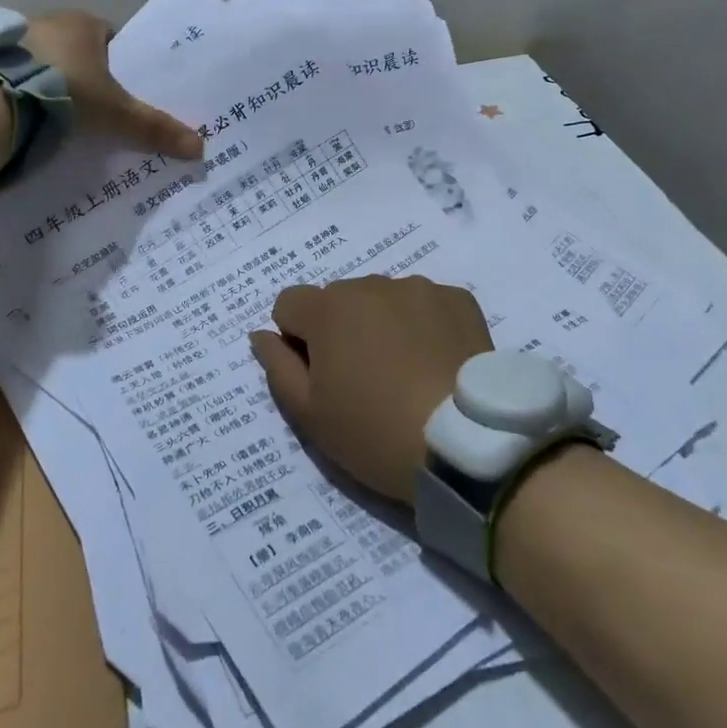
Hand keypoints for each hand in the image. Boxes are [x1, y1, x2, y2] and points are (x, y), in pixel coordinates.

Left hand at [24, 9, 203, 160]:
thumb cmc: (65, 90)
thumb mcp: (115, 113)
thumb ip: (152, 128)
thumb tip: (200, 148)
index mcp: (83, 23)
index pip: (109, 36)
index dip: (117, 63)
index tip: (121, 91)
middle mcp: (47, 22)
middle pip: (74, 50)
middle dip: (84, 76)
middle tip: (94, 111)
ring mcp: (12, 39)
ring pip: (42, 62)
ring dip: (49, 84)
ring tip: (57, 120)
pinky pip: (12, 76)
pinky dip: (20, 93)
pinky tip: (24, 119)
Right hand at [250, 276, 492, 504]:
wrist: (465, 443)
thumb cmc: (375, 432)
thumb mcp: (310, 415)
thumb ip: (277, 367)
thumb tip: (261, 334)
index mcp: (328, 308)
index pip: (289, 304)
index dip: (296, 340)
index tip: (320, 376)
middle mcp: (370, 284)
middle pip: (338, 300)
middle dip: (341, 330)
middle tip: (365, 381)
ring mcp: (419, 288)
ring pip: (383, 300)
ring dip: (382, 324)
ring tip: (406, 374)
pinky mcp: (458, 299)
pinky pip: (426, 305)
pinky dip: (425, 326)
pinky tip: (437, 363)